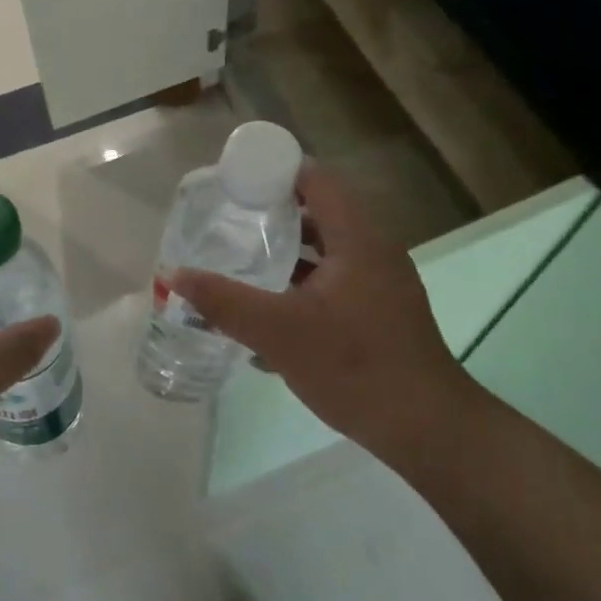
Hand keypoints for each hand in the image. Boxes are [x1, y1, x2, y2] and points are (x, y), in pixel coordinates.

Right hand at [170, 165, 480, 468]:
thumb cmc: (354, 367)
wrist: (426, 429)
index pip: (316, 179)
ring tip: (243, 256)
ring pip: (327, 249)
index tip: (234, 181)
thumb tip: (174, 275)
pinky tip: (272, 306)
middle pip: (320, 211)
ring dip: (288, 250)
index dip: (275, 171)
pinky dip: (304, 280)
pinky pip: (336, 278)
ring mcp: (381, 282)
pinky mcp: (381, 310)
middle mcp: (374, 250)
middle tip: (229, 218)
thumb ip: (224, 301)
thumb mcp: (278, 332)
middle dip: (273, 211)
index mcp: (357, 239)